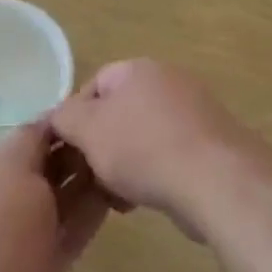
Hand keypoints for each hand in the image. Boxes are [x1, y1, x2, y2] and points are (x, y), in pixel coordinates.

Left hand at [0, 125, 108, 271]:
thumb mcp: (8, 166)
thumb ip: (29, 139)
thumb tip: (49, 121)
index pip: (20, 144)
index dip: (53, 128)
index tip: (90, 112)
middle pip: (41, 172)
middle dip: (72, 153)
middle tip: (112, 134)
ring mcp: (22, 241)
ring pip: (59, 202)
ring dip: (86, 181)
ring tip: (122, 157)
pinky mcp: (47, 268)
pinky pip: (73, 230)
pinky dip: (92, 211)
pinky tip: (119, 191)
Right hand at [46, 60, 265, 236]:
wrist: (214, 179)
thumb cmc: (143, 148)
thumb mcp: (88, 130)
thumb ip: (64, 118)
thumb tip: (57, 116)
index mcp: (139, 70)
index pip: (95, 83)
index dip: (75, 116)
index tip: (67, 149)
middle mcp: (170, 82)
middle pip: (121, 112)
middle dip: (102, 146)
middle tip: (90, 176)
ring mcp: (195, 112)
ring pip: (144, 137)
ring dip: (125, 165)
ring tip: (115, 197)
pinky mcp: (211, 144)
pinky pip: (169, 155)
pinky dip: (153, 174)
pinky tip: (143, 201)